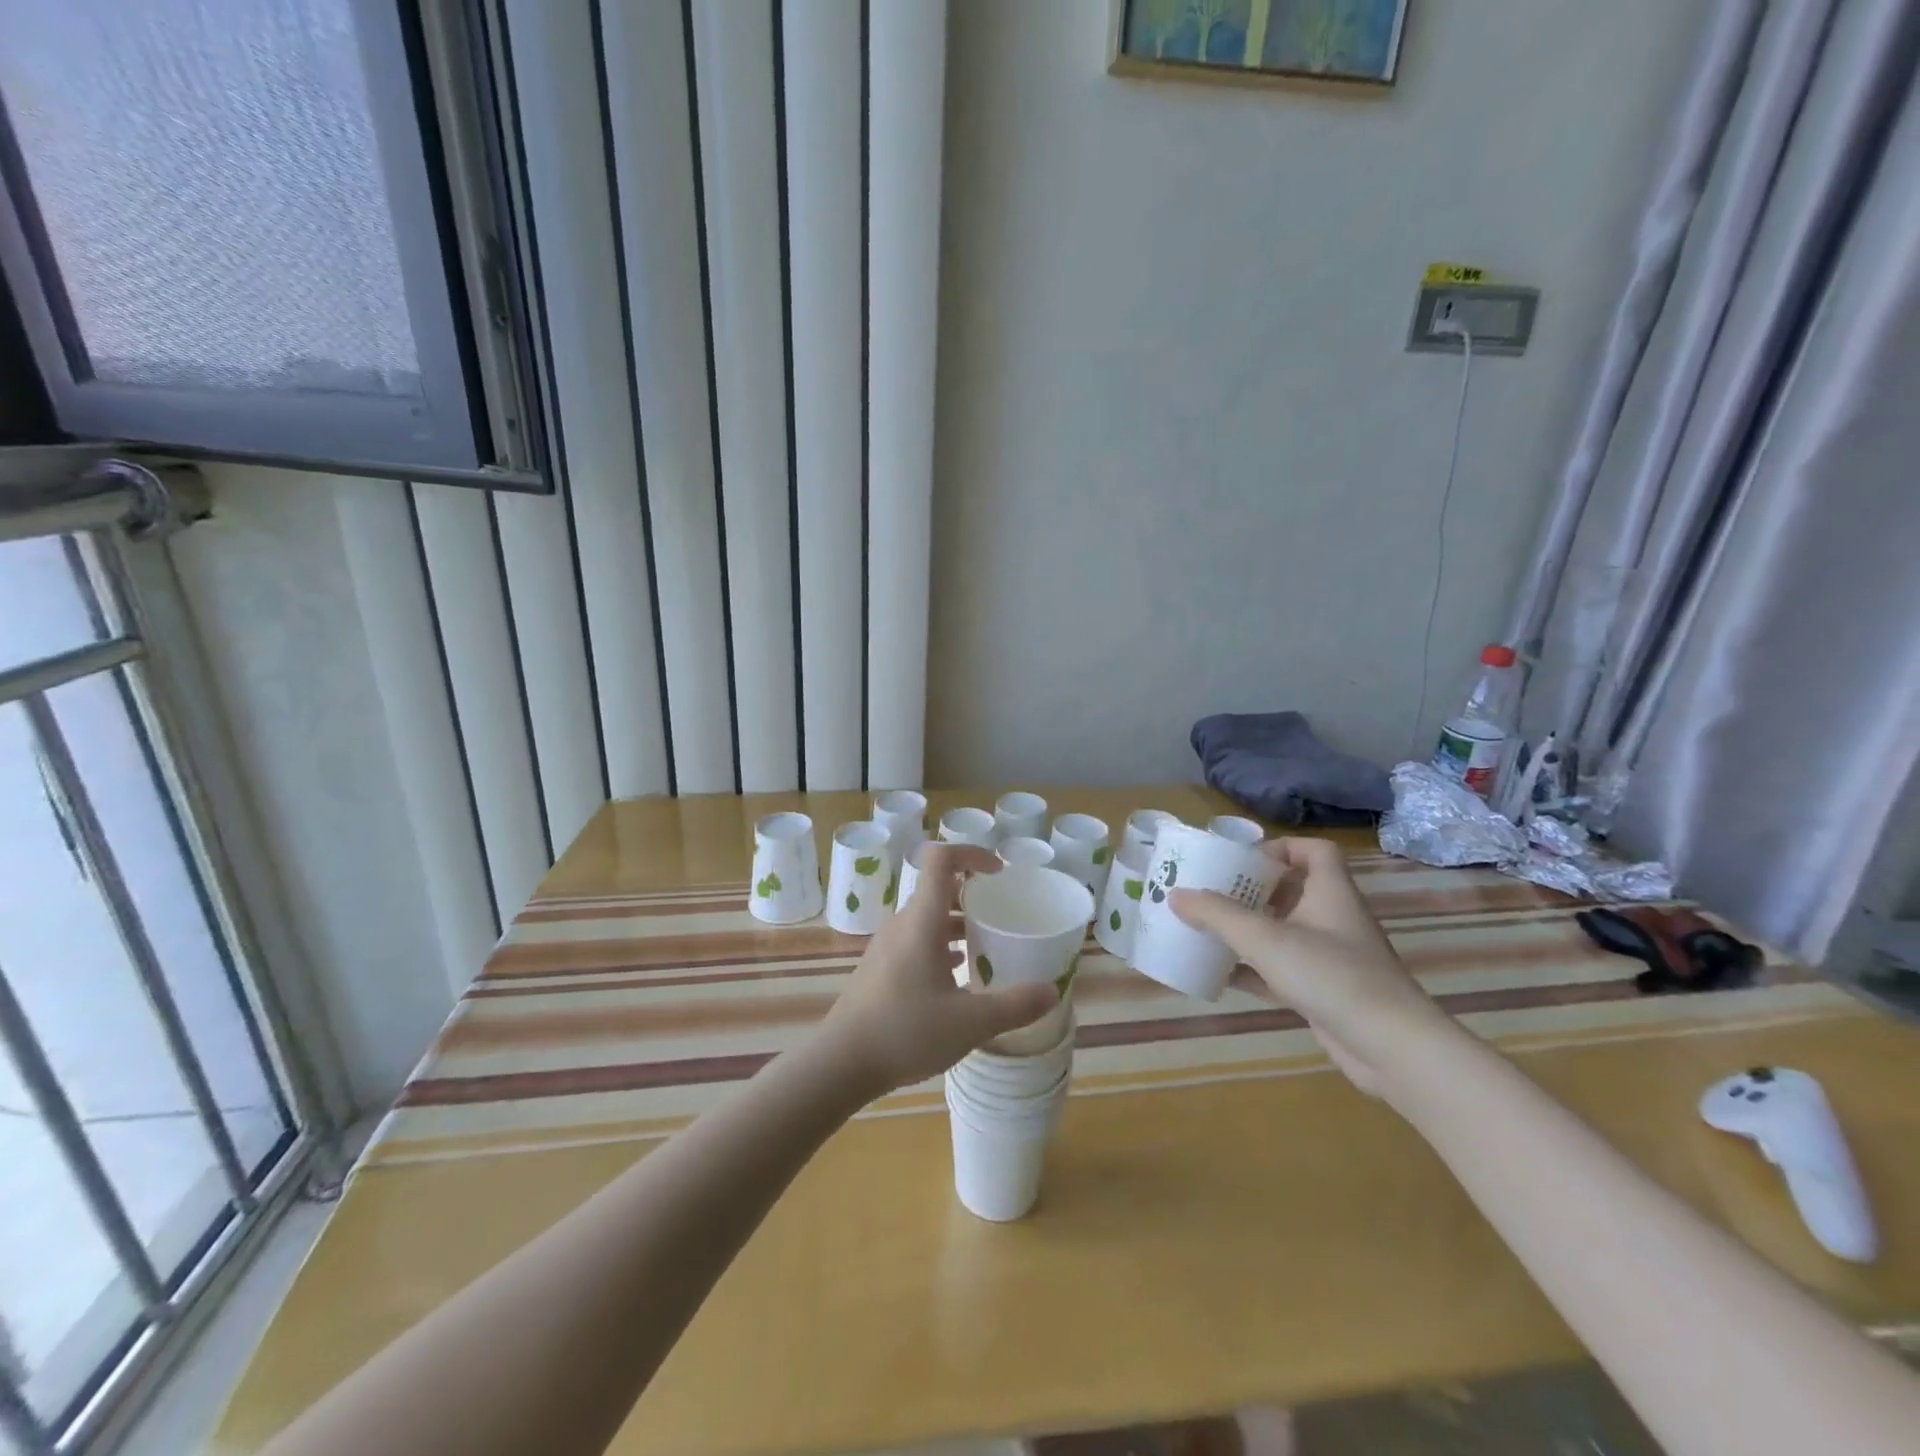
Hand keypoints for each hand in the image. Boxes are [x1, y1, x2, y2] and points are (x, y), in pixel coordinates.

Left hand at [820, 844, 1058, 1097]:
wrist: (840, 1062)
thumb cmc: (905, 1031)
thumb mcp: (970, 1023)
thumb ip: (1014, 1005)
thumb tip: (1052, 991)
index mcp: (922, 921)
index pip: (941, 859)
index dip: (971, 853)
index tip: (999, 873)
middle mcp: (903, 924)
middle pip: (938, 888)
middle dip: (972, 893)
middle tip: (1002, 913)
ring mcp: (887, 945)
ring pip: (927, 917)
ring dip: (957, 922)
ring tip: (987, 944)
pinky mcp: (880, 966)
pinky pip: (916, 939)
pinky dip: (941, 944)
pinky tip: (958, 974)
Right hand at [1170, 837, 1457, 1097]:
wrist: (1391, 1049)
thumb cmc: (1331, 975)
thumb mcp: (1265, 938)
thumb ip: (1217, 915)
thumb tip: (1175, 894)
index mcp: (1330, 893)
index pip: (1315, 851)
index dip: (1281, 847)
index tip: (1243, 859)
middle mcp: (1332, 919)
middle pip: (1290, 891)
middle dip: (1249, 891)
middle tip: (1209, 893)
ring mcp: (1329, 958)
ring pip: (1281, 933)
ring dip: (1246, 931)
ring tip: (1205, 929)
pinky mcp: (1322, 992)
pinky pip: (1278, 971)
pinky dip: (1250, 970)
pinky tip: (1218, 975)